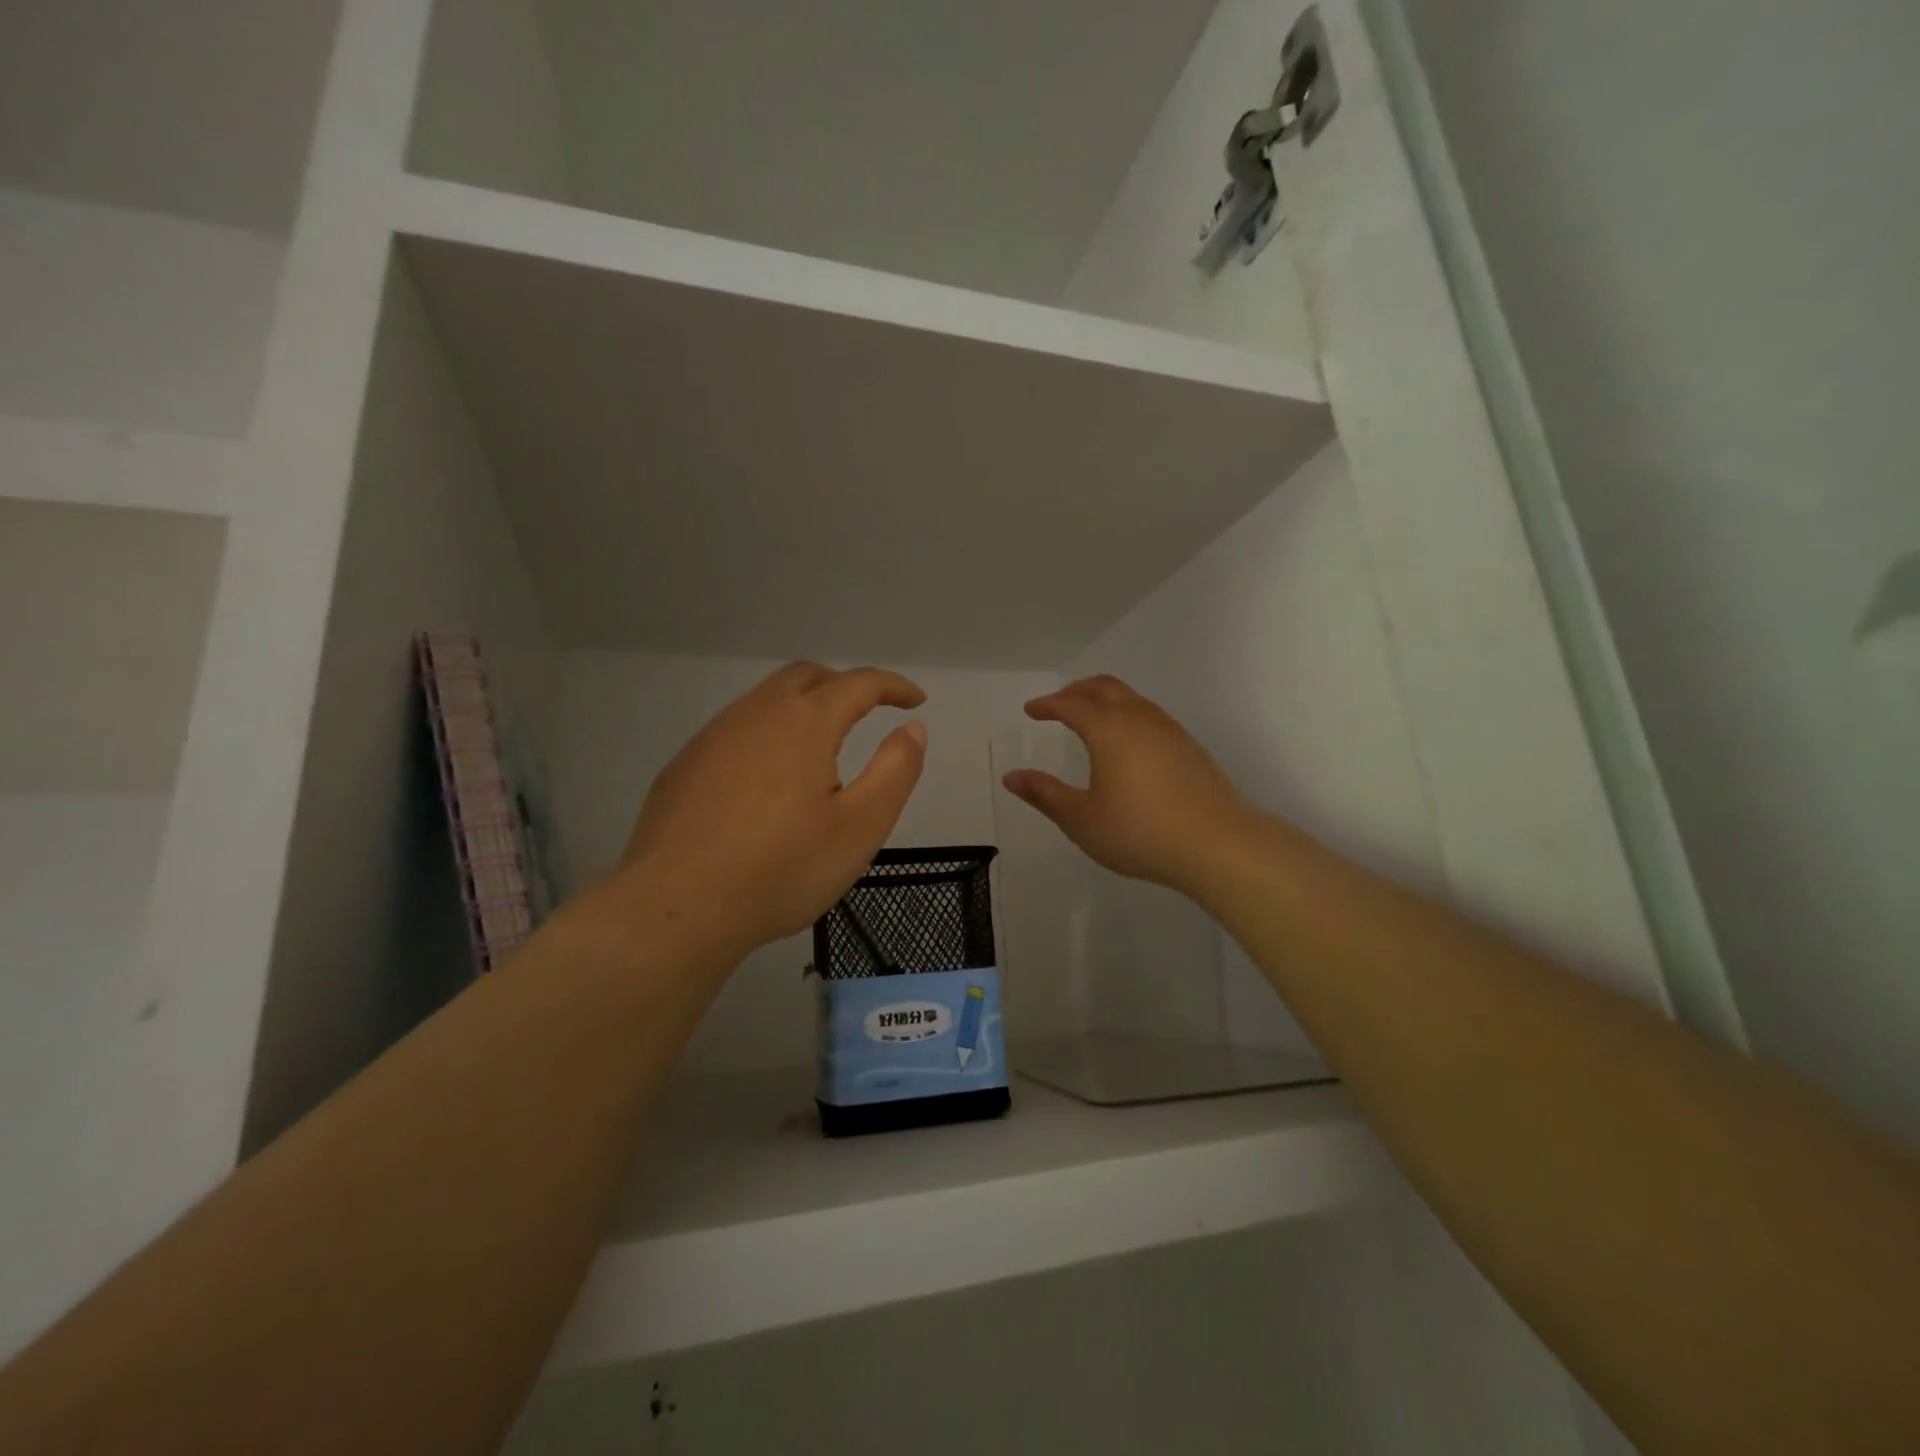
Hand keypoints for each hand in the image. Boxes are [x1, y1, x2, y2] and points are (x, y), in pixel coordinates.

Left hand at [613, 663, 927, 954]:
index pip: (858, 683)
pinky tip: (766, 779)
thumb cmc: (781, 869)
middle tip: (867, 712)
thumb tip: (912, 728)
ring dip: (801, 707)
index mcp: (804, 722)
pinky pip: (735, 730)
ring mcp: (712, 737)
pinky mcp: (684, 766)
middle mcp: (756, 714)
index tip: (915, 701)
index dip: (892, 686)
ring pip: (765, 700)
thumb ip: (895, 770)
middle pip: (806, 677)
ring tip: (820, 746)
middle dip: (843, 685)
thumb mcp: (860, 826)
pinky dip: (766, 734)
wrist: (677, 908)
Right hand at [1002, 675, 1256, 895]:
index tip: (1031, 710)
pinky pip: (1148, 713)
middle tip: (1057, 705)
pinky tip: (1126, 742)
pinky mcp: (1188, 746)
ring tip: (1088, 718)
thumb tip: (1011, 777)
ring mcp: (1169, 730)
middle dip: (1076, 691)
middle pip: (1103, 687)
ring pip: (1130, 698)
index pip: (1071, 704)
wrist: (1217, 844)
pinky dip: (1126, 713)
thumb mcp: (1082, 819)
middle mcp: (1139, 719)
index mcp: (1109, 730)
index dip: (1048, 704)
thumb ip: (1045, 794)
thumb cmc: (1140, 832)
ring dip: (1104, 699)